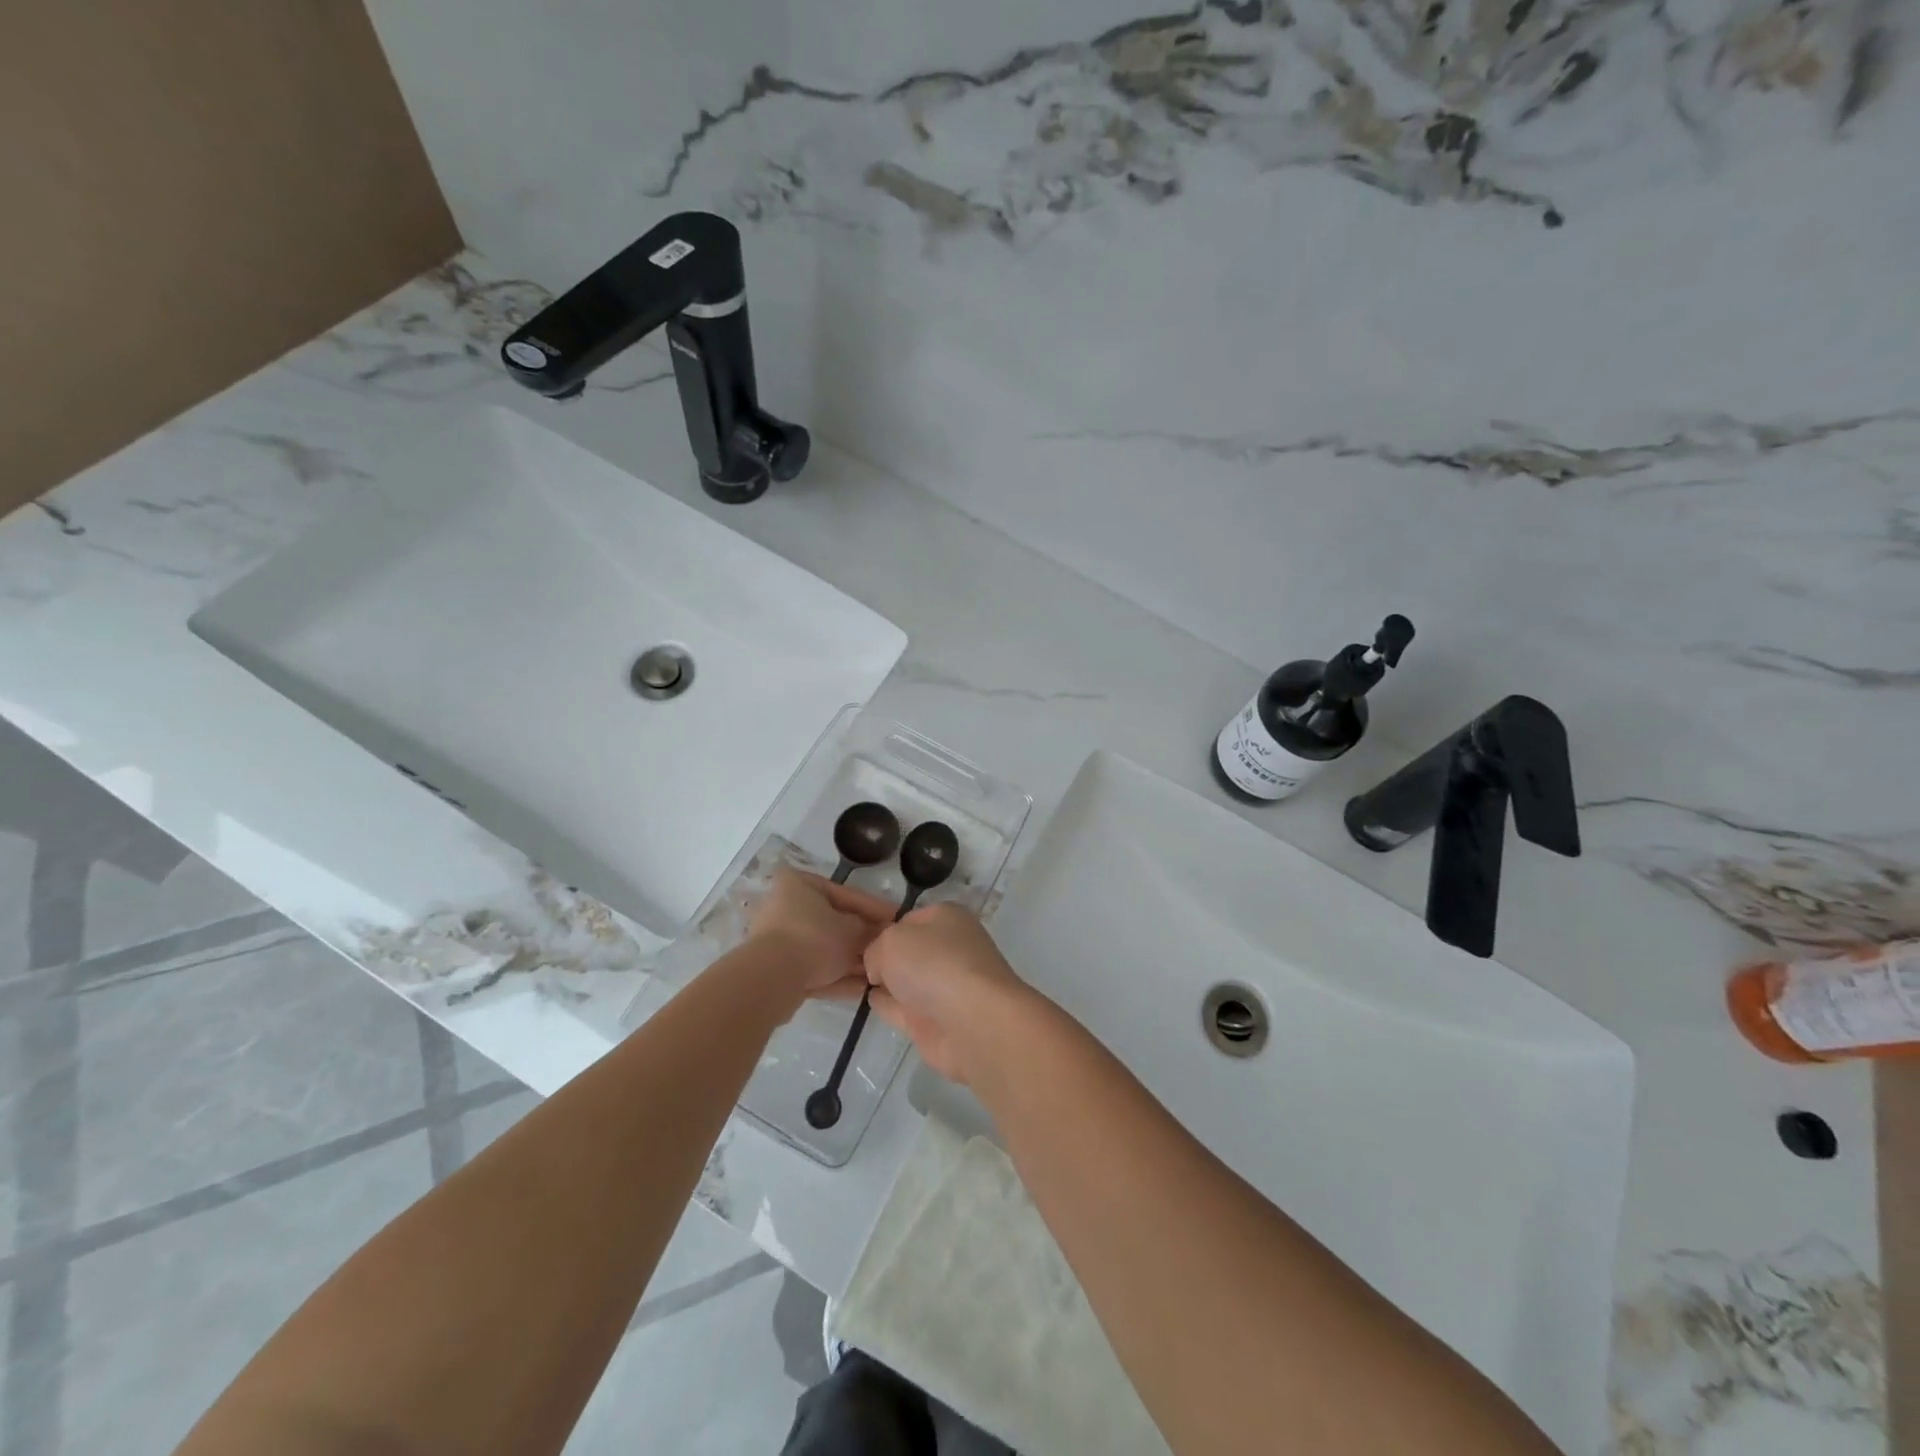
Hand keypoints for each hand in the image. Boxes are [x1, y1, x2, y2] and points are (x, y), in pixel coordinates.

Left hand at [747, 868, 895, 1003]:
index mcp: (800, 884)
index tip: (897, 918)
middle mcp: (786, 906)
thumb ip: (868, 930)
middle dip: (861, 938)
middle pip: (833, 922)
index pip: (846, 894)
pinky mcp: (776, 969)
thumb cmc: (814, 939)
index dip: (875, 908)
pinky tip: (861, 990)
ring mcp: (778, 939)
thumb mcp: (852, 931)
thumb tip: (880, 933)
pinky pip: (812, 968)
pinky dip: (835, 976)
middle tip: (887, 948)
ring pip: (823, 948)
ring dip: (850, 961)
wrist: (771, 980)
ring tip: (878, 973)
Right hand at [863, 902, 1032, 1084]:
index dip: (884, 929)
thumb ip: (875, 949)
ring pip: (906, 979)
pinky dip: (888, 1004)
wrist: (973, 1022)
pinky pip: (903, 1007)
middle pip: (909, 950)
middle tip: (852, 962)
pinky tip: (870, 1001)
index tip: (859, 941)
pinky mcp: (936, 1021)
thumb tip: (878, 969)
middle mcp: (949, 950)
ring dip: (886, 980)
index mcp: (947, 919)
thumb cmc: (935, 965)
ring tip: (856, 979)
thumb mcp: (892, 941)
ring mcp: (944, 987)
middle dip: (885, 955)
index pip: (909, 919)